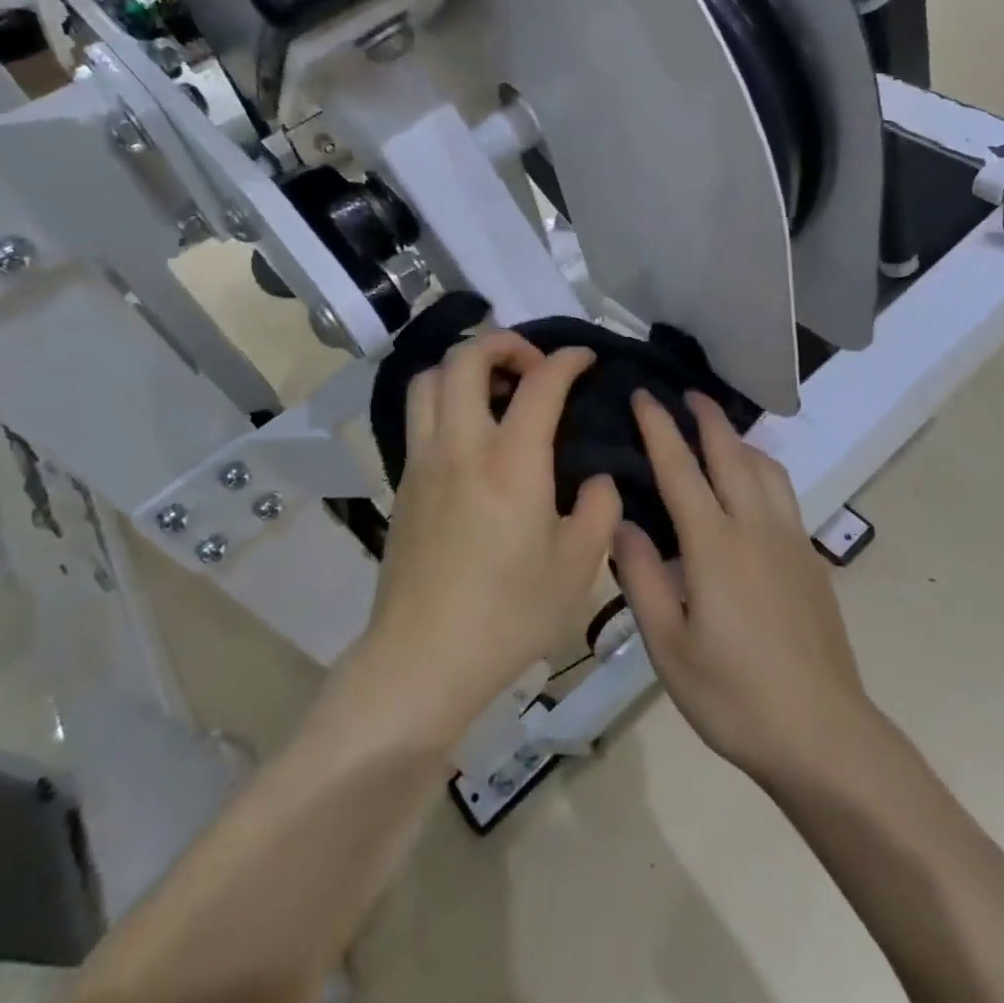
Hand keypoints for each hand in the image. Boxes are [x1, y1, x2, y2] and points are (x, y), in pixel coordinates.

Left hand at [362, 331, 620, 745]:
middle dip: (504, 342)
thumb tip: (598, 480)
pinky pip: (419, 415)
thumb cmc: (509, 614)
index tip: (585, 358)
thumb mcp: (578, 567)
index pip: (540, 383)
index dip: (567, 359)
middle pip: (466, 357)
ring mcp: (423, 461)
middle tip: (533, 365)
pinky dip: (446, 398)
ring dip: (465, 366)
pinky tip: (472, 433)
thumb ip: (600, 510)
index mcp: (511, 461)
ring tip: (496, 389)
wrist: (422, 660)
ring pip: (429, 379)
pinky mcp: (403, 483)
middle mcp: (461, 445)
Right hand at [612, 390, 874, 785]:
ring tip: (719, 432)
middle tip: (686, 394)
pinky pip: (783, 491)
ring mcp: (790, 540)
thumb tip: (621, 523)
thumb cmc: (734, 696)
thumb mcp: (668, 647)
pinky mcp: (810, 558)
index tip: (643, 395)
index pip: (680, 469)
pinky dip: (762, 467)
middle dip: (707, 417)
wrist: (823, 733)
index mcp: (714, 545)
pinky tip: (752, 485)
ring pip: (766, 467)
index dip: (659, 428)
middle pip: (731, 453)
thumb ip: (641, 578)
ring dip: (739, 439)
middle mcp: (755, 527)